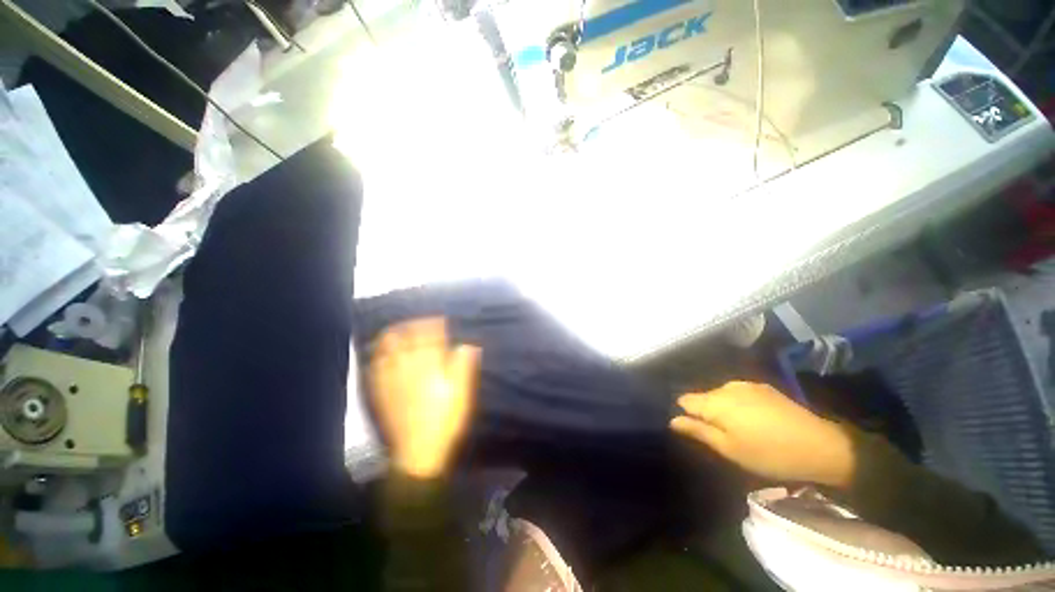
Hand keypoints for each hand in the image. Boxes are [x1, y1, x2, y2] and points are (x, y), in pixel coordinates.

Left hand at [370, 318, 480, 478]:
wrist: (419, 451)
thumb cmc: (446, 420)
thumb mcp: (462, 393)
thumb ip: (463, 367)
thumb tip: (467, 345)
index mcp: (431, 367)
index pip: (431, 338)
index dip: (434, 325)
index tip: (438, 318)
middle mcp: (409, 368)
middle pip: (407, 339)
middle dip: (412, 326)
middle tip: (416, 321)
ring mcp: (392, 380)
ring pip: (388, 350)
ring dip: (392, 337)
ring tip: (395, 330)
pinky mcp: (381, 393)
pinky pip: (375, 369)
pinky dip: (377, 357)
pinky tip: (379, 354)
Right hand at [671, 381, 854, 488]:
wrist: (821, 446)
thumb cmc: (768, 453)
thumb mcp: (729, 449)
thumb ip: (698, 431)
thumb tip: (672, 420)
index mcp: (714, 402)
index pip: (685, 400)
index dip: (686, 414)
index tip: (697, 430)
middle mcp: (726, 387)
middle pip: (703, 397)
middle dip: (706, 412)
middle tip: (722, 435)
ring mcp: (746, 385)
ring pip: (721, 394)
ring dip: (723, 408)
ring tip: (740, 429)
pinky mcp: (763, 387)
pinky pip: (739, 393)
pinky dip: (739, 404)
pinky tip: (756, 420)